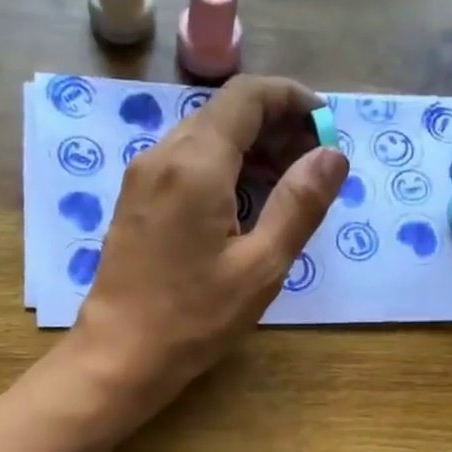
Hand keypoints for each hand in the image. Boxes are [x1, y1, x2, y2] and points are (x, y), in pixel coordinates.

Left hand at [70, 74, 349, 407]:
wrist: (119, 354)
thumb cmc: (194, 317)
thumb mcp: (261, 266)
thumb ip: (299, 204)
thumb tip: (332, 154)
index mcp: (196, 163)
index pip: (248, 96)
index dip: (292, 100)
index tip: (326, 127)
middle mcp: (163, 155)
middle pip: (225, 113)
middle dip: (275, 126)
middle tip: (313, 165)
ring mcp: (143, 177)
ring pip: (205, 137)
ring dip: (250, 149)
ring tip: (287, 187)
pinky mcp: (135, 200)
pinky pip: (186, 164)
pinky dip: (223, 168)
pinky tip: (244, 205)